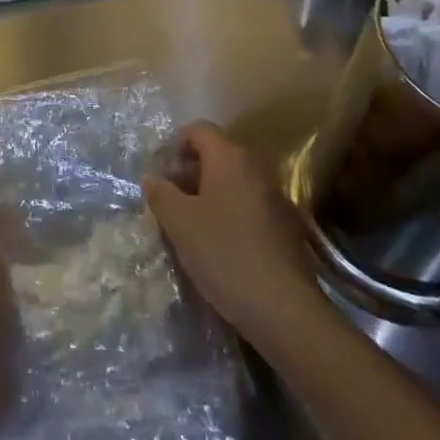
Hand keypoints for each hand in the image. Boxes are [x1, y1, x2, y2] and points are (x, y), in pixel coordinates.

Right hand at [143, 122, 320, 346]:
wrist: (284, 309)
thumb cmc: (224, 254)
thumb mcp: (179, 223)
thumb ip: (160, 193)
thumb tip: (152, 177)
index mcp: (229, 158)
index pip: (198, 130)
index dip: (176, 144)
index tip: (161, 172)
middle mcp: (256, 168)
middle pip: (217, 154)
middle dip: (191, 171)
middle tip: (171, 199)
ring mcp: (276, 196)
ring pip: (234, 181)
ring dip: (210, 194)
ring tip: (191, 224)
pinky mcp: (287, 226)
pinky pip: (250, 204)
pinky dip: (231, 213)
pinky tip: (220, 244)